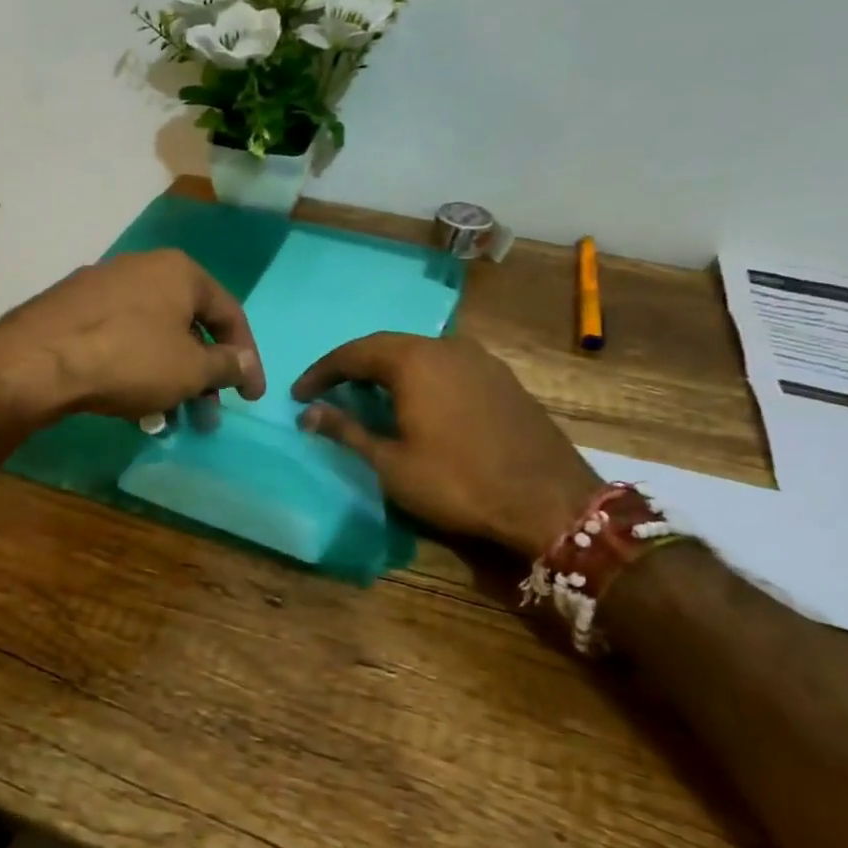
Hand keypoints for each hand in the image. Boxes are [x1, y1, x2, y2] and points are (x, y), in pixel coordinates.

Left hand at [0, 250, 265, 425]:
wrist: (38, 360)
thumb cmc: (130, 358)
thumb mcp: (190, 369)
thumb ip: (225, 366)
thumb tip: (243, 363)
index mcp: (179, 272)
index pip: (229, 314)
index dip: (246, 358)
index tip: (250, 397)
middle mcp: (143, 269)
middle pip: (188, 327)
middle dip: (203, 378)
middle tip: (207, 417)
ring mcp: (103, 288)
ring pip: (153, 338)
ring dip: (170, 381)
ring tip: (170, 421)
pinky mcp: (73, 311)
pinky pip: (120, 342)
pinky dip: (136, 372)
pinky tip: (133, 408)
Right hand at [291, 334, 599, 559]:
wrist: (549, 500)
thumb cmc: (458, 482)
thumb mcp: (391, 463)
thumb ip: (347, 431)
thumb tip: (308, 413)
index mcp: (414, 361)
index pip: (352, 354)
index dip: (321, 373)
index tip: (298, 394)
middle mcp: (446, 347)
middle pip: (386, 347)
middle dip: (352, 367)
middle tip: (328, 391)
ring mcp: (480, 360)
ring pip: (419, 353)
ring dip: (387, 371)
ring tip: (366, 396)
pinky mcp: (501, 378)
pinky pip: (446, 365)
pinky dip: (419, 378)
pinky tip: (415, 402)